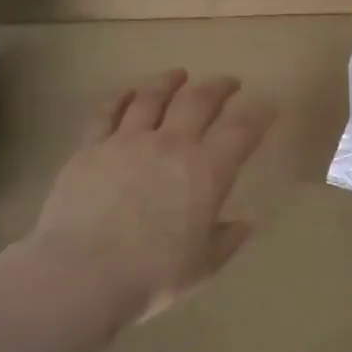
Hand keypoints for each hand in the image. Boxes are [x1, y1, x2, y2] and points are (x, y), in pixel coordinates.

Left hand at [25, 70, 275, 329]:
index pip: (242, 130)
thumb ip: (227, 240)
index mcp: (207, 172)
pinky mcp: (90, 147)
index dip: (259, 113)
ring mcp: (127, 141)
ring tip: (178, 75)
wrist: (82, 275)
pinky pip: (106, 111)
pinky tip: (127, 92)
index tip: (269, 105)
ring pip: (152, 97)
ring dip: (169, 81)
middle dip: (219, 86)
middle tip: (228, 82)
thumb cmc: (152, 275)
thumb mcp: (203, 265)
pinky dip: (120, 97)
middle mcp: (171, 145)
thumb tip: (245, 224)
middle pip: (199, 100)